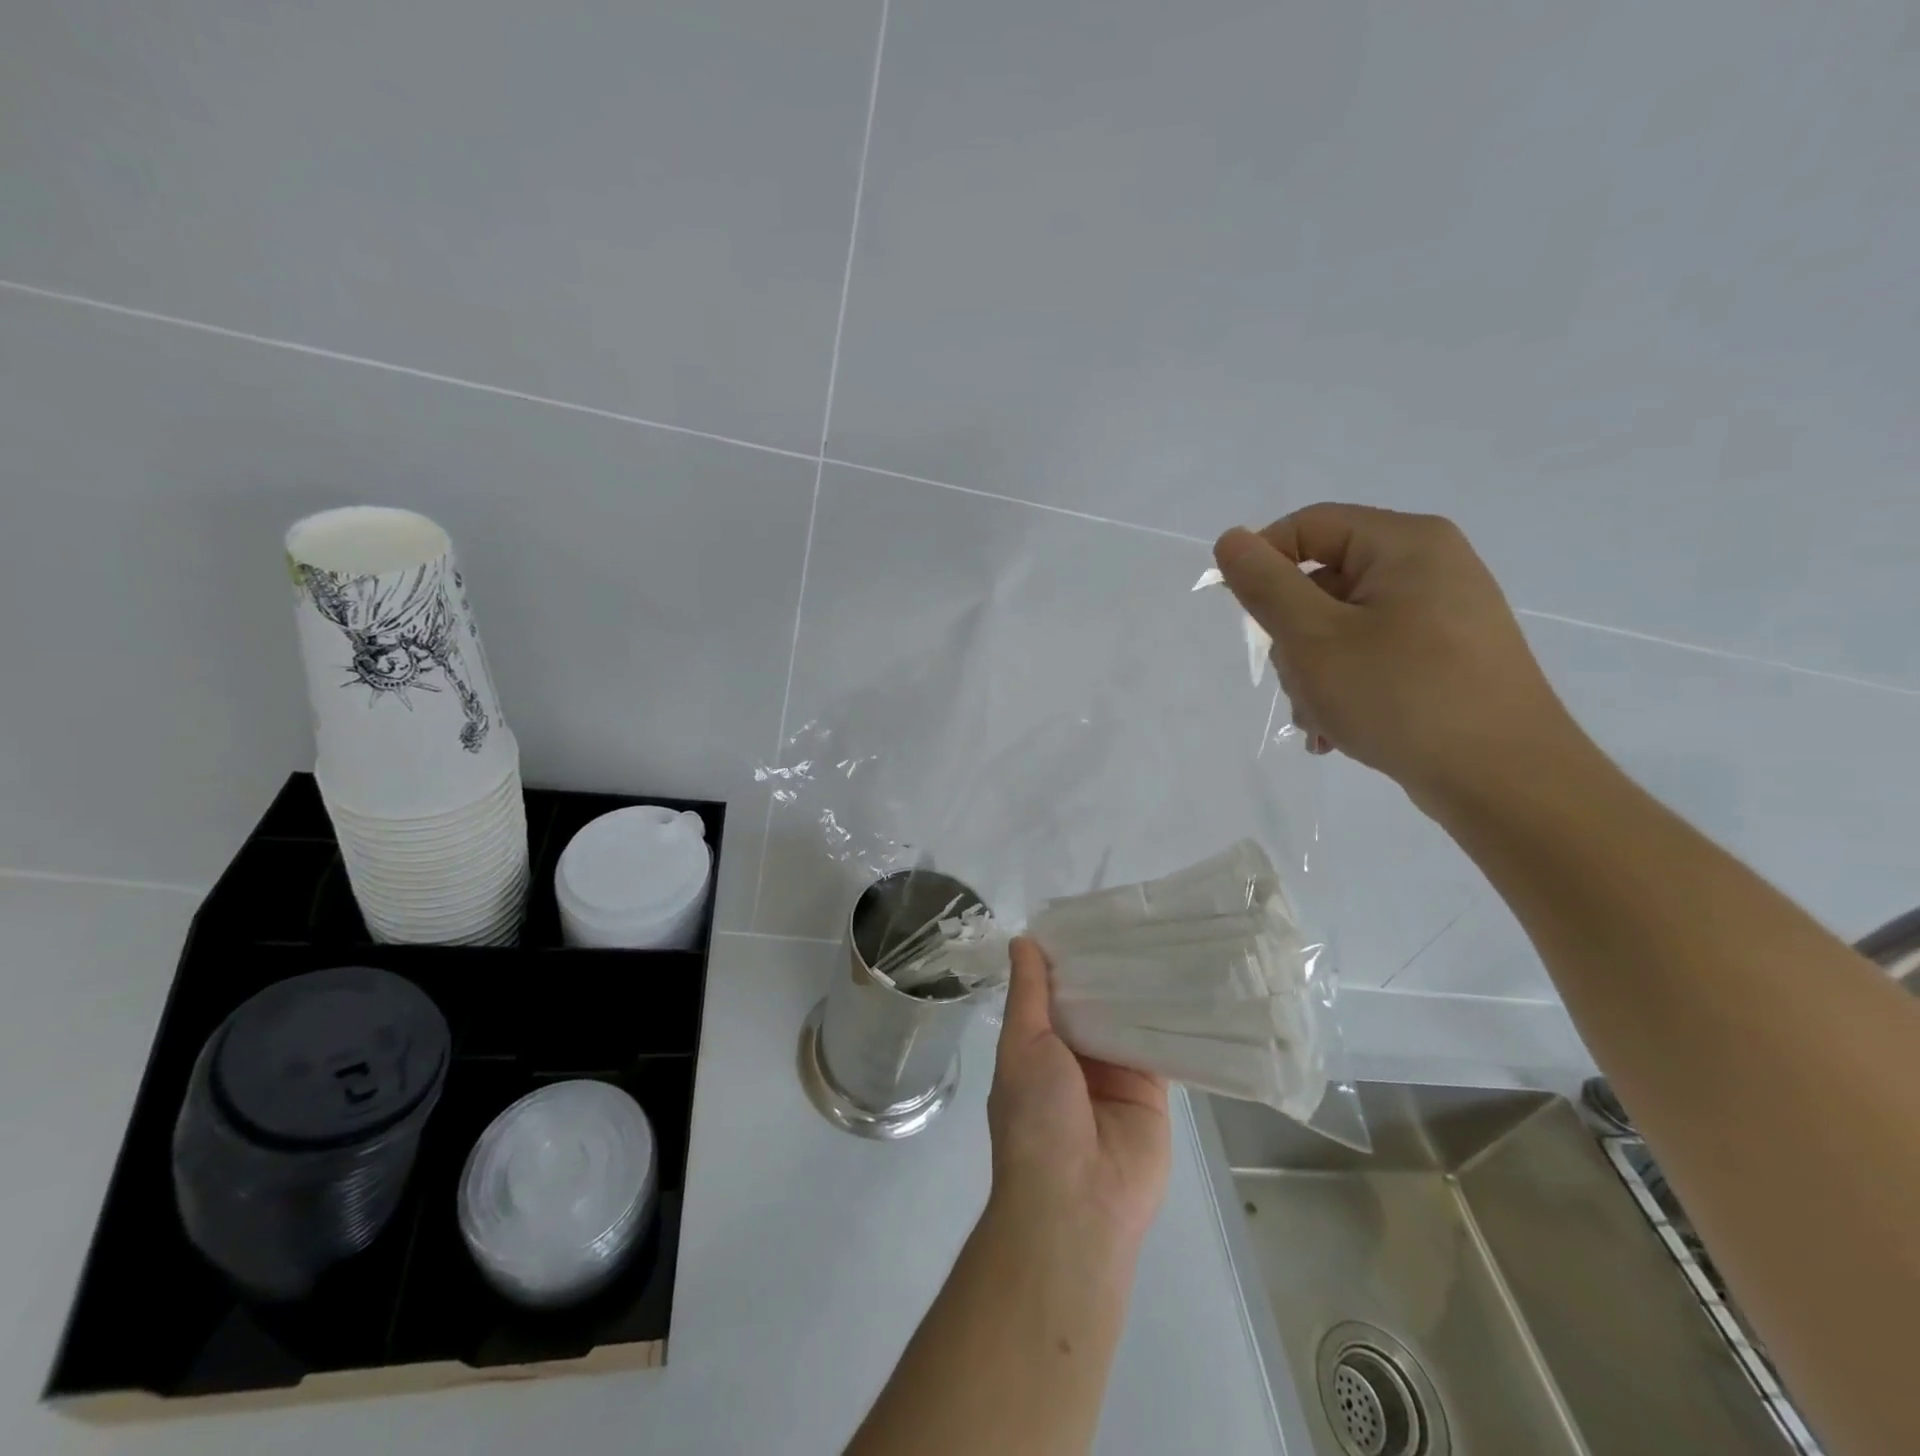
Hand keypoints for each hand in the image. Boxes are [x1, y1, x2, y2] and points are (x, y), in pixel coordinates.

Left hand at [987, 937, 1170, 1252]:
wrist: (1078, 1201)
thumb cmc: (1036, 1117)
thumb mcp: (1022, 1044)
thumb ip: (1028, 993)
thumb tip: (1022, 941)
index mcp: (1039, 1044)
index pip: (1055, 989)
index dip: (1068, 956)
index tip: (1089, 915)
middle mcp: (1077, 1054)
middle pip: (1094, 1001)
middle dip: (1108, 967)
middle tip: (1135, 917)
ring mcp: (1116, 1071)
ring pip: (1128, 1018)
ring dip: (1140, 987)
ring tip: (1164, 935)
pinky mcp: (1153, 1089)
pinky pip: (1162, 1046)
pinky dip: (1171, 1019)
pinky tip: (1187, 979)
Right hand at [1213, 503, 1580, 808]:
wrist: (1505, 780)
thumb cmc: (1402, 696)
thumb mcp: (1314, 639)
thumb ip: (1265, 585)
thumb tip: (1230, 539)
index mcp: (1405, 544)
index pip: (1308, 526)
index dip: (1263, 563)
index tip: (1244, 618)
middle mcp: (1429, 567)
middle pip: (1323, 581)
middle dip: (1293, 638)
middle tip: (1297, 684)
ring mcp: (1442, 614)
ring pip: (1341, 626)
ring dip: (1314, 673)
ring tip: (1321, 720)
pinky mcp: (1445, 656)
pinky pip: (1373, 654)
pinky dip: (1345, 686)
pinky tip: (1338, 730)